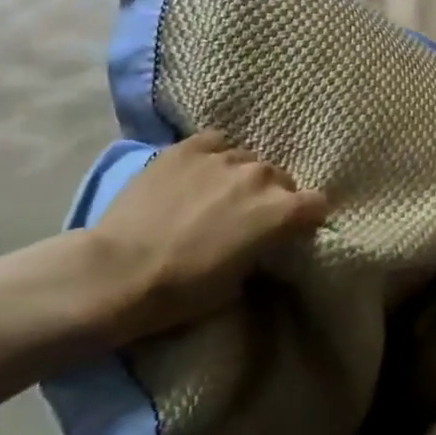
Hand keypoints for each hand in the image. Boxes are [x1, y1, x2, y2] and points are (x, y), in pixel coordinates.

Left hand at [73, 131, 327, 347]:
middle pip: (281, 179)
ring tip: (215, 196)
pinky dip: (214, 157)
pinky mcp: (189, 147)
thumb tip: (259, 240)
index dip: (307, 218)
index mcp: (280, 212)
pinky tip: (198, 174)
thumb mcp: (237, 283)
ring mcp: (224, 157)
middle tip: (247, 218)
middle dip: (271, 197)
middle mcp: (260, 176)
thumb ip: (260, 250)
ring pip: (248, 160)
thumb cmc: (182, 291)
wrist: (118, 272)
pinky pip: (216, 142)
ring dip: (240, 178)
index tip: (293, 230)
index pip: (317, 204)